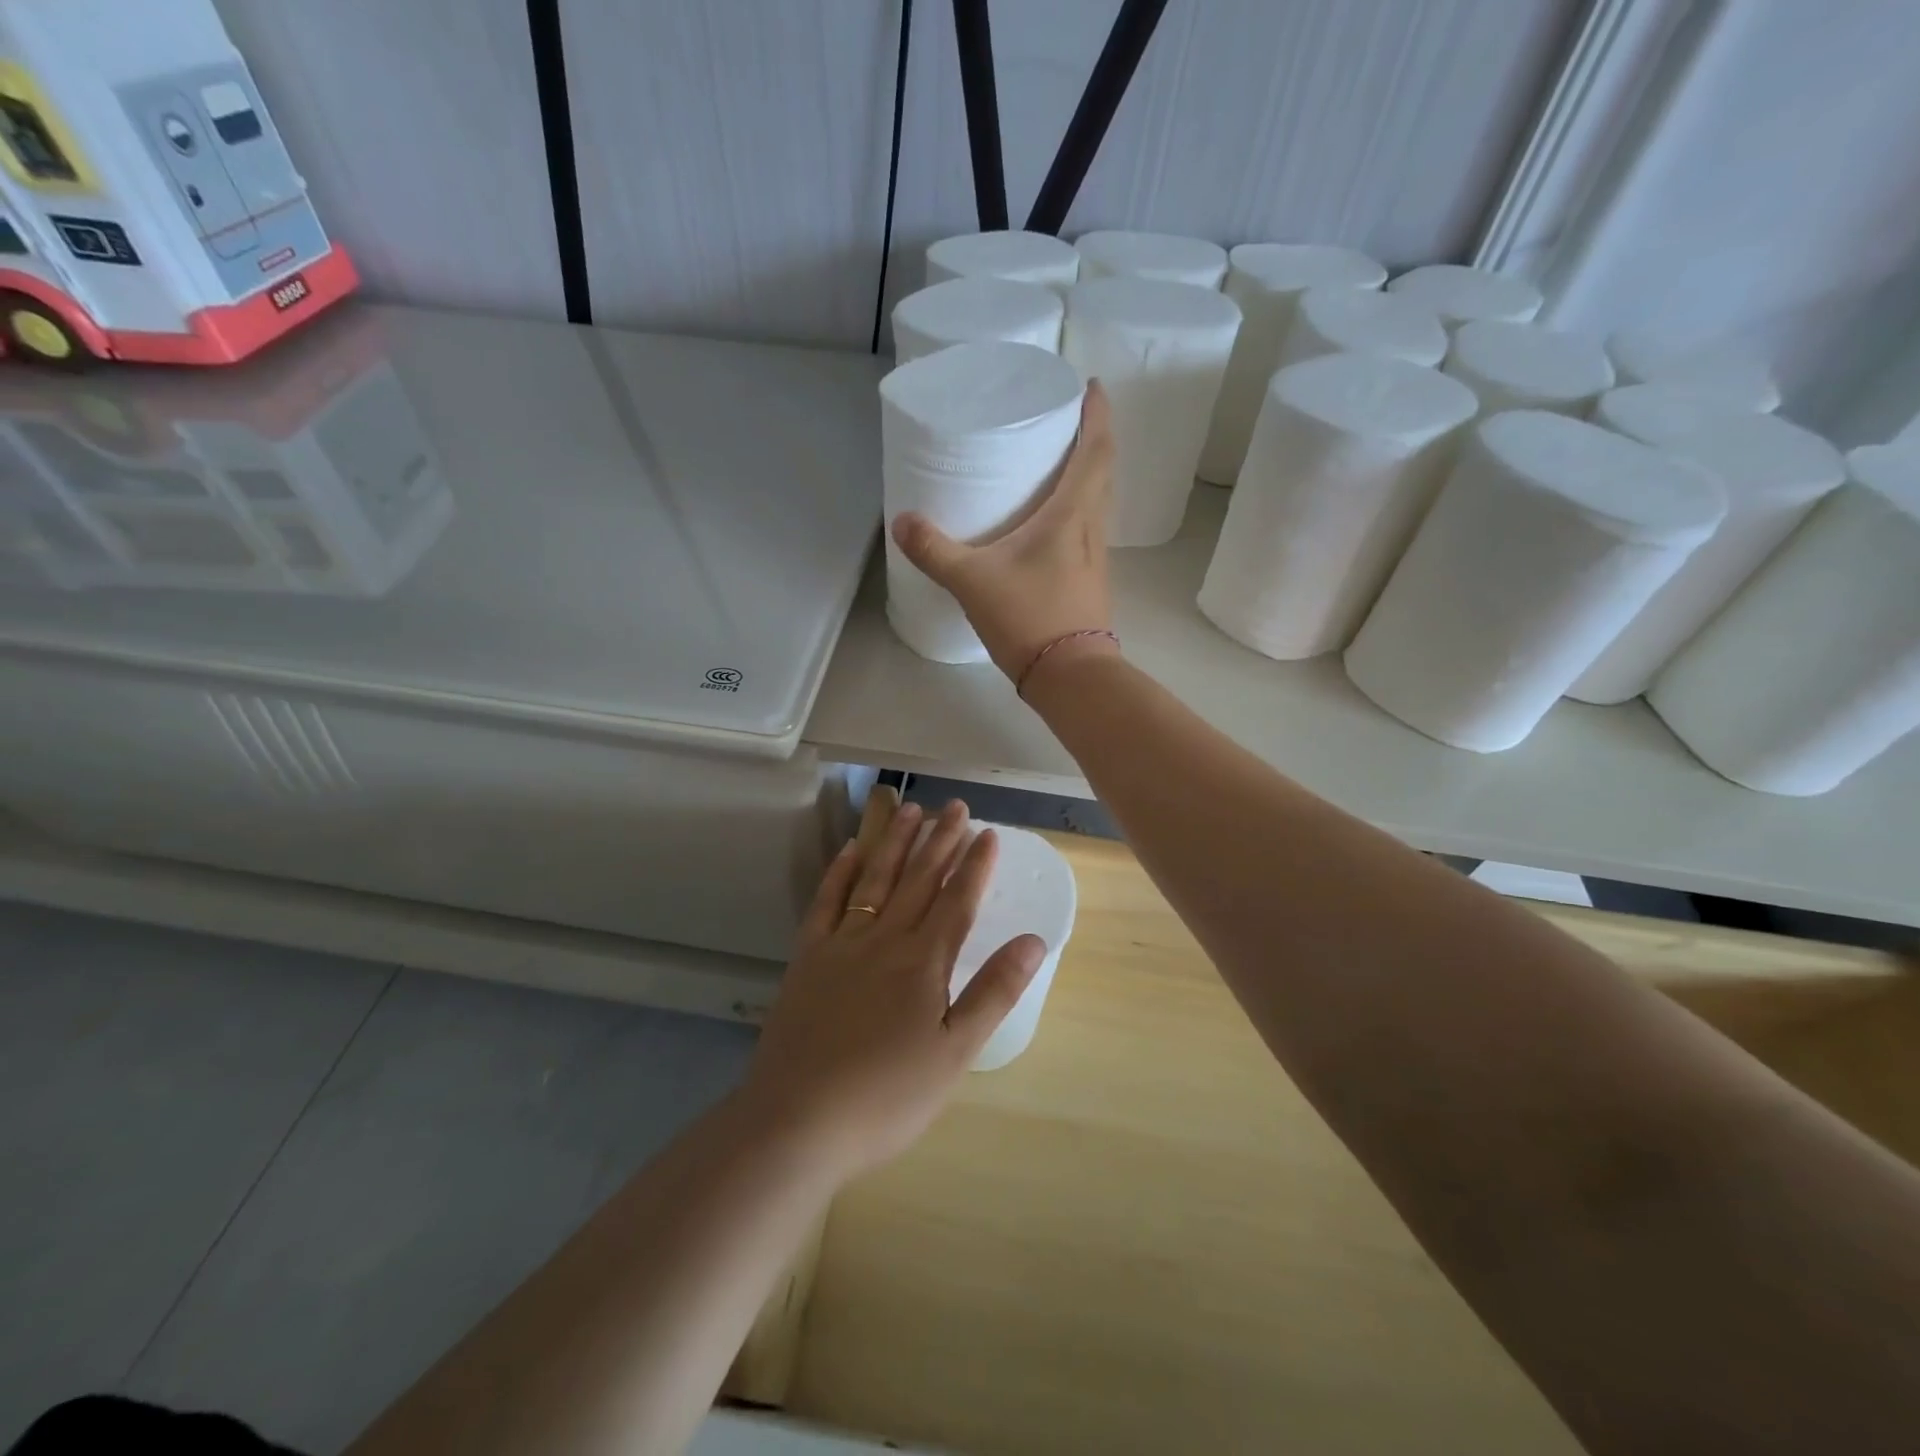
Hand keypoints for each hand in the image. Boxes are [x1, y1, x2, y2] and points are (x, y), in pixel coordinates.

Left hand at [740, 798, 1046, 1178]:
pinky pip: (827, 902)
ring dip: (895, 843)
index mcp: (924, 962)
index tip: (989, 833)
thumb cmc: (886, 1095)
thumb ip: (994, 992)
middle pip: (919, 880)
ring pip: (875, 880)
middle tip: (955, 806)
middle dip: (940, 840)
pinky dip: (840, 873)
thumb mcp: (955, 1053)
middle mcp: (884, 939)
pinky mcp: (807, 958)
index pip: (958, 900)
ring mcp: (841, 944)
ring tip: (911, 810)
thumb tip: (1033, 940)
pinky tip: (851, 850)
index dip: (975, 865)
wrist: (797, 1120)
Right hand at [891, 381, 1120, 683]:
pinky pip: (1087, 528)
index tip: (1090, 386)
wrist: (1070, 676)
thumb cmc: (1029, 618)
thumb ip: (935, 549)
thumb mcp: (972, 581)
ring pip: (1098, 501)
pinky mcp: (1089, 580)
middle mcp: (1093, 528)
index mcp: (1073, 513)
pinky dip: (1075, 509)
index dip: (1098, 413)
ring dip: (1085, 474)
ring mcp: (1095, 556)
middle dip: (1091, 437)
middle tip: (1063, 419)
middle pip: (1103, 469)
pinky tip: (1048, 521)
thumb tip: (903, 521)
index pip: (1097, 448)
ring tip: (1054, 461)